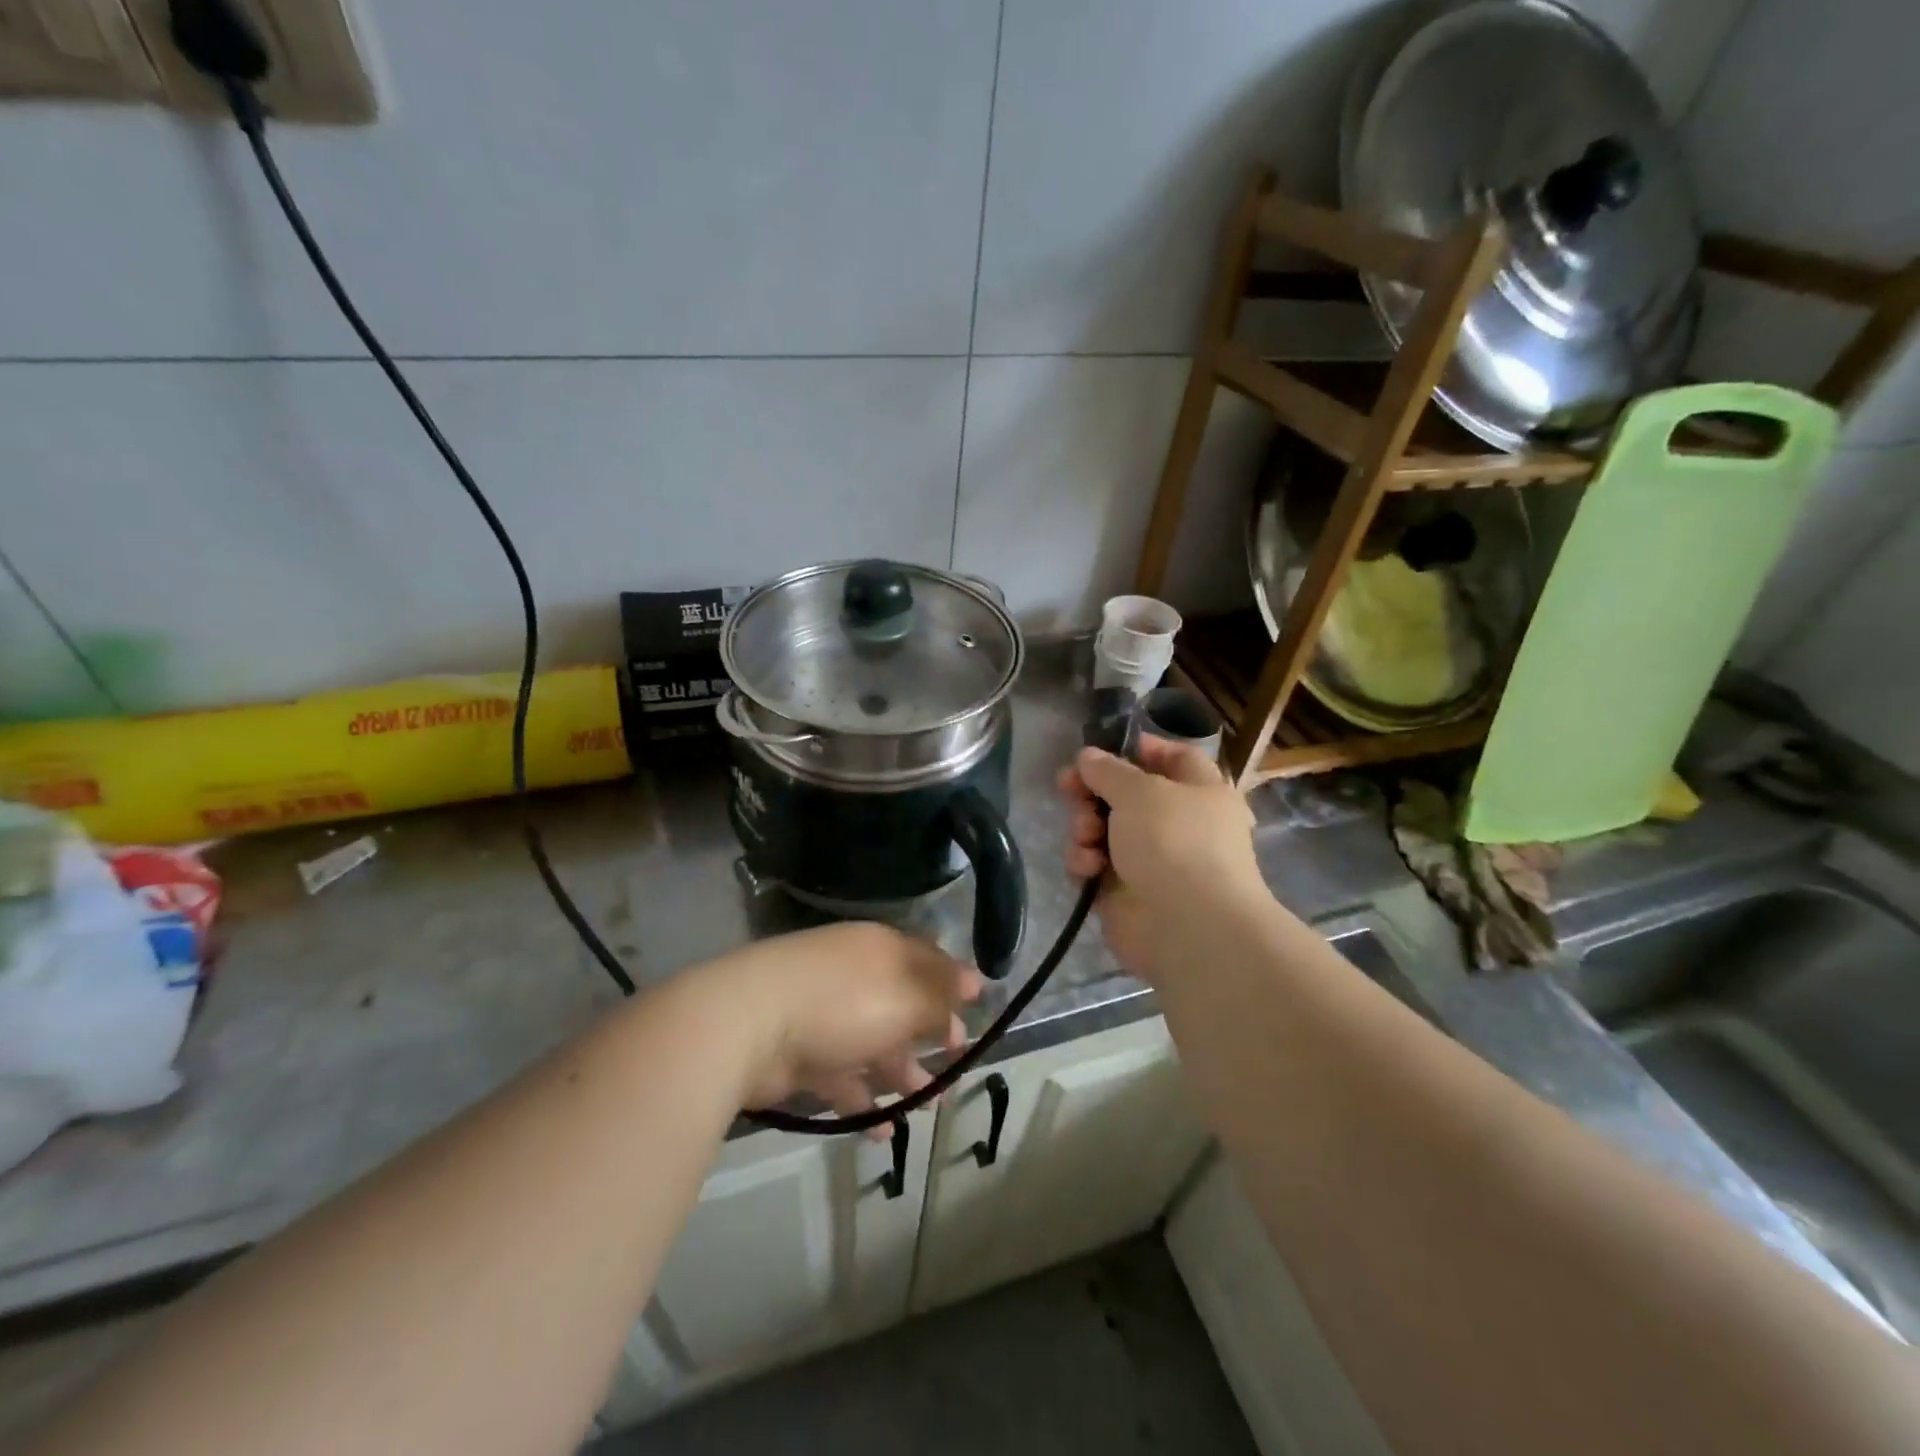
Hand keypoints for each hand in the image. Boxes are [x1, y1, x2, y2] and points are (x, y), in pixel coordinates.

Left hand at [697, 922, 985, 1134]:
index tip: (976, 1011)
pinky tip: (881, 1132)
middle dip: (930, 1034)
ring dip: (901, 1075)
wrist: (748, 1025)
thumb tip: (976, 981)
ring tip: (929, 1106)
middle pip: (901, 1004)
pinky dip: (863, 1102)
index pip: (925, 960)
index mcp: (880, 951)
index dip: (952, 984)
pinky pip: (842, 1078)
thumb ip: (941, 996)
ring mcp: (825, 1016)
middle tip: (957, 1064)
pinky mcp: (801, 1055)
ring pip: (874, 1044)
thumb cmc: (842, 1002)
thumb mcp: (905, 997)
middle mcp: (855, 977)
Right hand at [1056, 737, 1261, 982]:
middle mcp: (1177, 823)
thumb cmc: (1174, 842)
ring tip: (1086, 836)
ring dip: (1085, 827)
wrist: (1187, 927)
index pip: (1173, 757)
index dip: (1139, 749)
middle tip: (1067, 787)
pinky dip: (1086, 862)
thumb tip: (1088, 757)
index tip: (1102, 749)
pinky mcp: (1124, 891)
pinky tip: (1088, 869)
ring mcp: (1150, 859)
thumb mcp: (1140, 790)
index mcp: (1199, 792)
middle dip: (1092, 791)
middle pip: (1125, 794)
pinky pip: (1094, 864)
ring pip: (1103, 829)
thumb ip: (1108, 770)